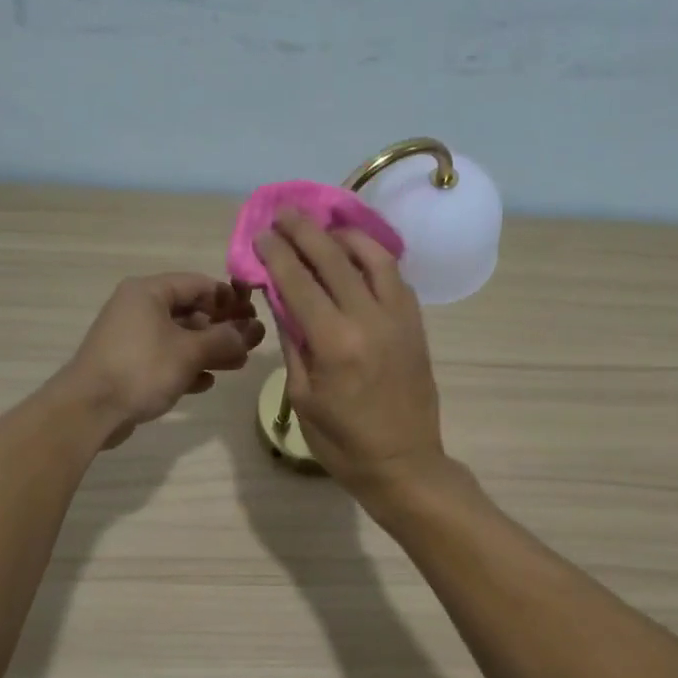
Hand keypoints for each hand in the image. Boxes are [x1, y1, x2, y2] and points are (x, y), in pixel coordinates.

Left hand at [61, 274, 265, 447]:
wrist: (90, 410)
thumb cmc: (141, 369)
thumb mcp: (190, 352)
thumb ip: (225, 340)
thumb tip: (251, 333)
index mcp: (150, 292)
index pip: (199, 284)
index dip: (230, 299)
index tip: (254, 316)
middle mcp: (139, 308)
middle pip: (190, 311)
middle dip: (223, 328)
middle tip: (252, 342)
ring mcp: (132, 338)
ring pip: (179, 337)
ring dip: (209, 350)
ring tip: (239, 364)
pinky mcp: (129, 365)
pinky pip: (165, 359)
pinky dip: (187, 367)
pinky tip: (206, 382)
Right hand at [254, 210, 445, 496]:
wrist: (404, 464)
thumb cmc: (343, 442)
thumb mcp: (303, 397)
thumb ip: (292, 342)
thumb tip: (280, 299)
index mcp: (334, 342)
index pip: (299, 281)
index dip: (277, 253)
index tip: (261, 234)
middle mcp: (369, 319)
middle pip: (334, 258)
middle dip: (305, 231)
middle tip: (284, 213)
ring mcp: (399, 318)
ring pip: (373, 258)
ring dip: (345, 235)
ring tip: (324, 227)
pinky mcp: (416, 324)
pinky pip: (396, 277)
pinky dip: (374, 257)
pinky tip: (358, 255)